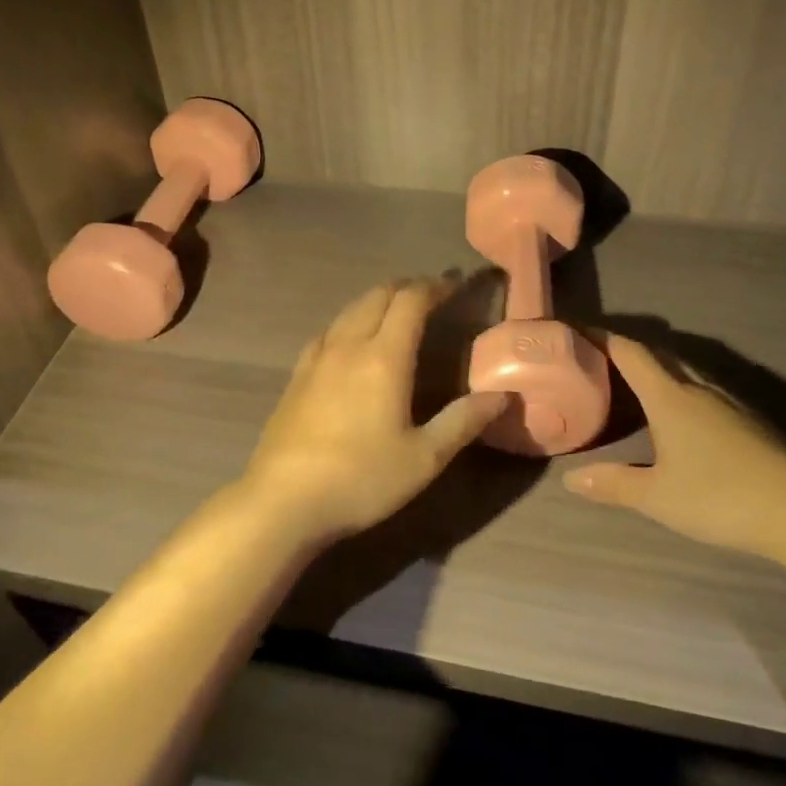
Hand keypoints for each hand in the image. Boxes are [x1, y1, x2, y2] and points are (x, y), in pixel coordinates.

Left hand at [239, 278, 510, 547]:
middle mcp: (349, 345)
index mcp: (384, 357)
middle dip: (406, 288)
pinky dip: (348, 321)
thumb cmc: (361, 479)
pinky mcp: (296, 375)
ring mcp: (317, 357)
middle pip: (377, 296)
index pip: (411, 301)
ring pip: (349, 310)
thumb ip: (463, 421)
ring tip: (394, 311)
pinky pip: (327, 331)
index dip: (434, 287)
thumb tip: (502, 395)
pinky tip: (349, 340)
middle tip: (429, 295)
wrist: (283, 500)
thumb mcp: (424, 458)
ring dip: (376, 300)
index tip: (454, 286)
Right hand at [562, 333, 785, 564]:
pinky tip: (682, 417)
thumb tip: (570, 479)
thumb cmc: (722, 496)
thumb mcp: (659, 497)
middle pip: (659, 355)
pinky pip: (705, 390)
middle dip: (628, 352)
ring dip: (658, 370)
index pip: (630, 352)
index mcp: (670, 396)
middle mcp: (698, 388)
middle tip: (599, 360)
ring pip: (685, 372)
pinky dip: (682, 391)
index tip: (576, 332)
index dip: (602, 338)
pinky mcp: (752, 420)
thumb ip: (614, 484)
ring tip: (635, 385)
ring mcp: (730, 402)